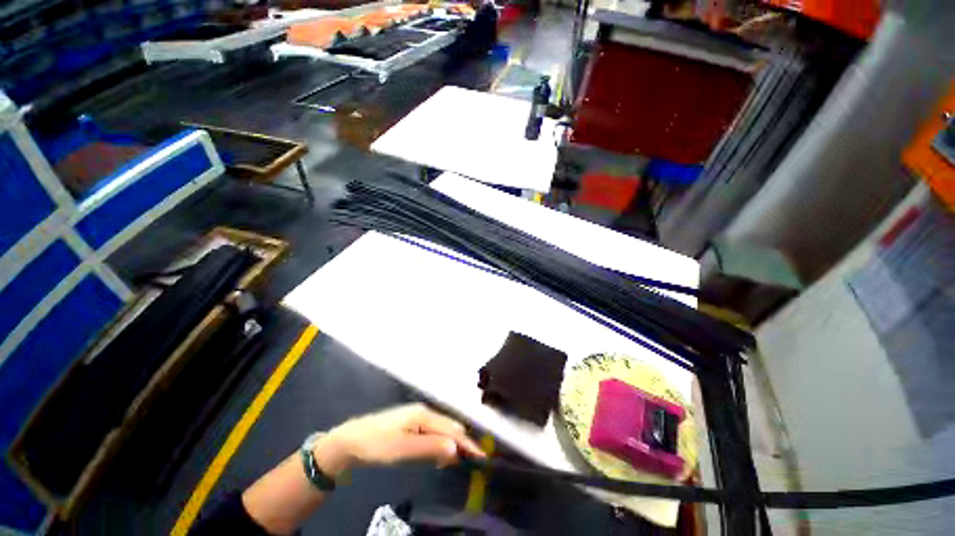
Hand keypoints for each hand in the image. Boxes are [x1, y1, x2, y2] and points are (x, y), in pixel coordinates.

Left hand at [314, 404, 485, 475]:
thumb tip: (456, 448)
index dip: (467, 443)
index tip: (482, 456)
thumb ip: (430, 447)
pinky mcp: (410, 425)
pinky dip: (440, 444)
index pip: (451, 429)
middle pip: (448, 427)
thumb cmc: (377, 444)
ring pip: (441, 430)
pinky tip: (439, 455)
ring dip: (451, 444)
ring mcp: (416, 417)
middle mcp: (423, 412)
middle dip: (461, 443)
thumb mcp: (403, 449)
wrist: (350, 441)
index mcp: (423, 415)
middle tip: (472, 462)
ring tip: (459, 461)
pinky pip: (432, 433)